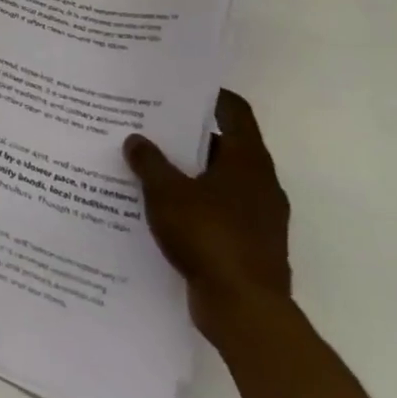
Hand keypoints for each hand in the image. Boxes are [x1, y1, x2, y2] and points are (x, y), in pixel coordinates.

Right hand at [125, 90, 291, 344]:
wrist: (244, 309)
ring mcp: (258, 217)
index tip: (178, 88)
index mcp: (248, 161)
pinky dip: (191, 203)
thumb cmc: (209, 236)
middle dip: (186, 136)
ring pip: (218, 181)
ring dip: (187, 173)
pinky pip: (216, 211)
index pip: (234, 112)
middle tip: (147, 126)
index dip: (209, 96)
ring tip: (145, 166)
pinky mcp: (248, 244)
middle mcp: (259, 184)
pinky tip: (158, 208)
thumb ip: (150, 162)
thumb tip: (136, 139)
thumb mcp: (167, 192)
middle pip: (223, 146)